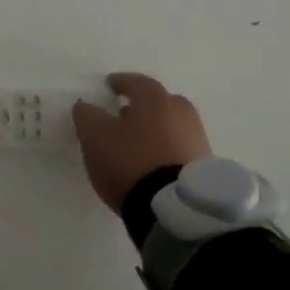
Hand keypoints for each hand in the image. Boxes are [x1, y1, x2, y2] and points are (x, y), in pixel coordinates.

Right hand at [71, 73, 211, 214]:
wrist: (174, 207)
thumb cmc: (130, 160)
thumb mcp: (95, 135)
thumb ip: (87, 115)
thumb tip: (86, 106)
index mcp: (155, 99)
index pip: (136, 82)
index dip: (120, 82)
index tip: (110, 85)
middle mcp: (181, 112)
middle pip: (159, 102)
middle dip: (142, 106)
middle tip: (124, 115)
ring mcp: (197, 139)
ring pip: (171, 126)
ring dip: (155, 130)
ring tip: (136, 144)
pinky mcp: (203, 167)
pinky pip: (179, 149)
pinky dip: (165, 150)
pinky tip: (152, 162)